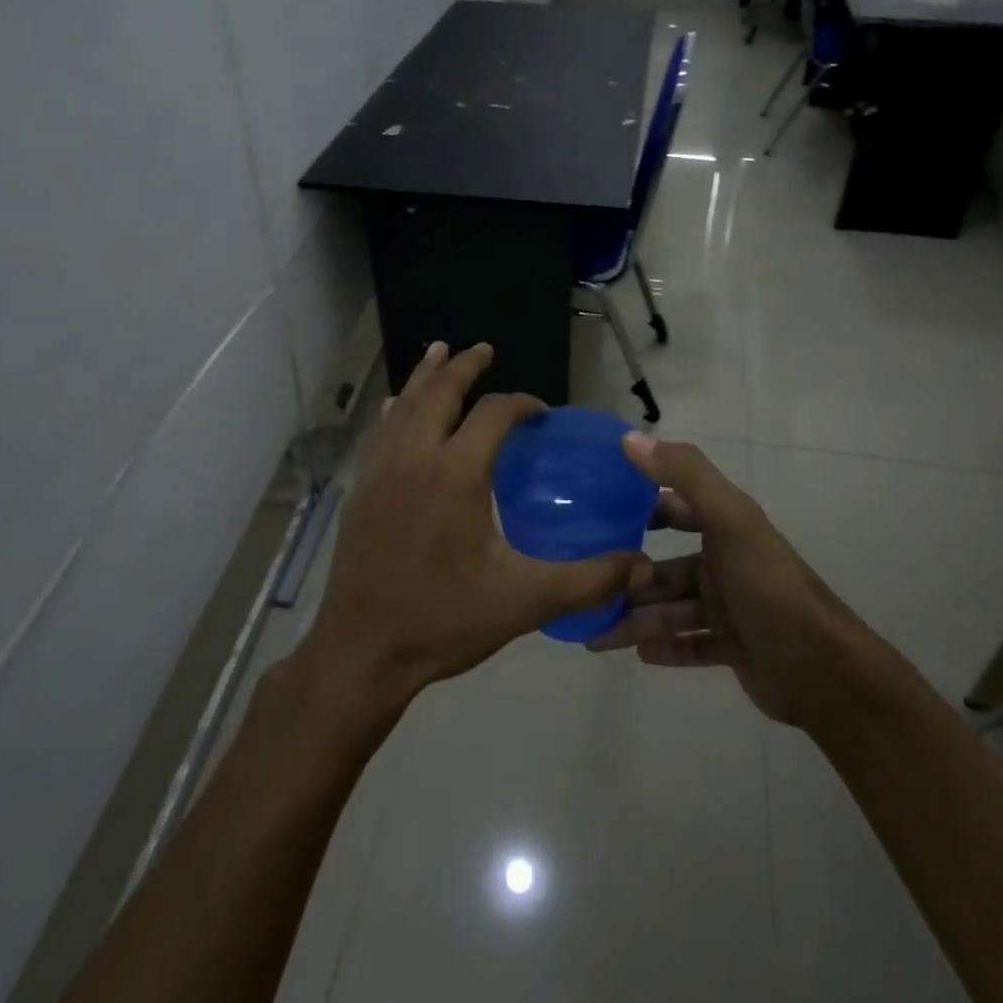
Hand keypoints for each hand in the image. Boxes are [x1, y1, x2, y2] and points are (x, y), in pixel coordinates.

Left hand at [299, 342, 637, 710]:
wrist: (361, 652)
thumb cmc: (443, 621)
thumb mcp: (524, 601)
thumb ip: (587, 580)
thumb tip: (641, 566)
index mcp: (455, 473)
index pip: (493, 414)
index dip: (521, 404)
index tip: (540, 413)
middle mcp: (415, 458)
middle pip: (440, 393)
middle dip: (464, 367)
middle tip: (484, 349)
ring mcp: (380, 472)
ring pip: (405, 406)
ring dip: (426, 377)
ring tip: (439, 352)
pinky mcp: (360, 491)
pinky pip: (380, 433)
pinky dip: (395, 409)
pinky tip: (396, 407)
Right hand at [588, 433, 863, 726]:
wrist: (823, 669)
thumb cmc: (768, 586)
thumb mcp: (728, 519)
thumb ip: (684, 474)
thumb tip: (629, 438)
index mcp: (725, 527)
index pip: (673, 508)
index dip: (638, 507)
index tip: (595, 514)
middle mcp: (725, 563)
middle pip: (665, 568)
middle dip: (629, 577)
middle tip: (587, 587)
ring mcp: (730, 608)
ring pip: (672, 610)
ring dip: (637, 620)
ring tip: (597, 635)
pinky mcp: (734, 647)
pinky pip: (690, 645)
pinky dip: (665, 647)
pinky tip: (638, 654)